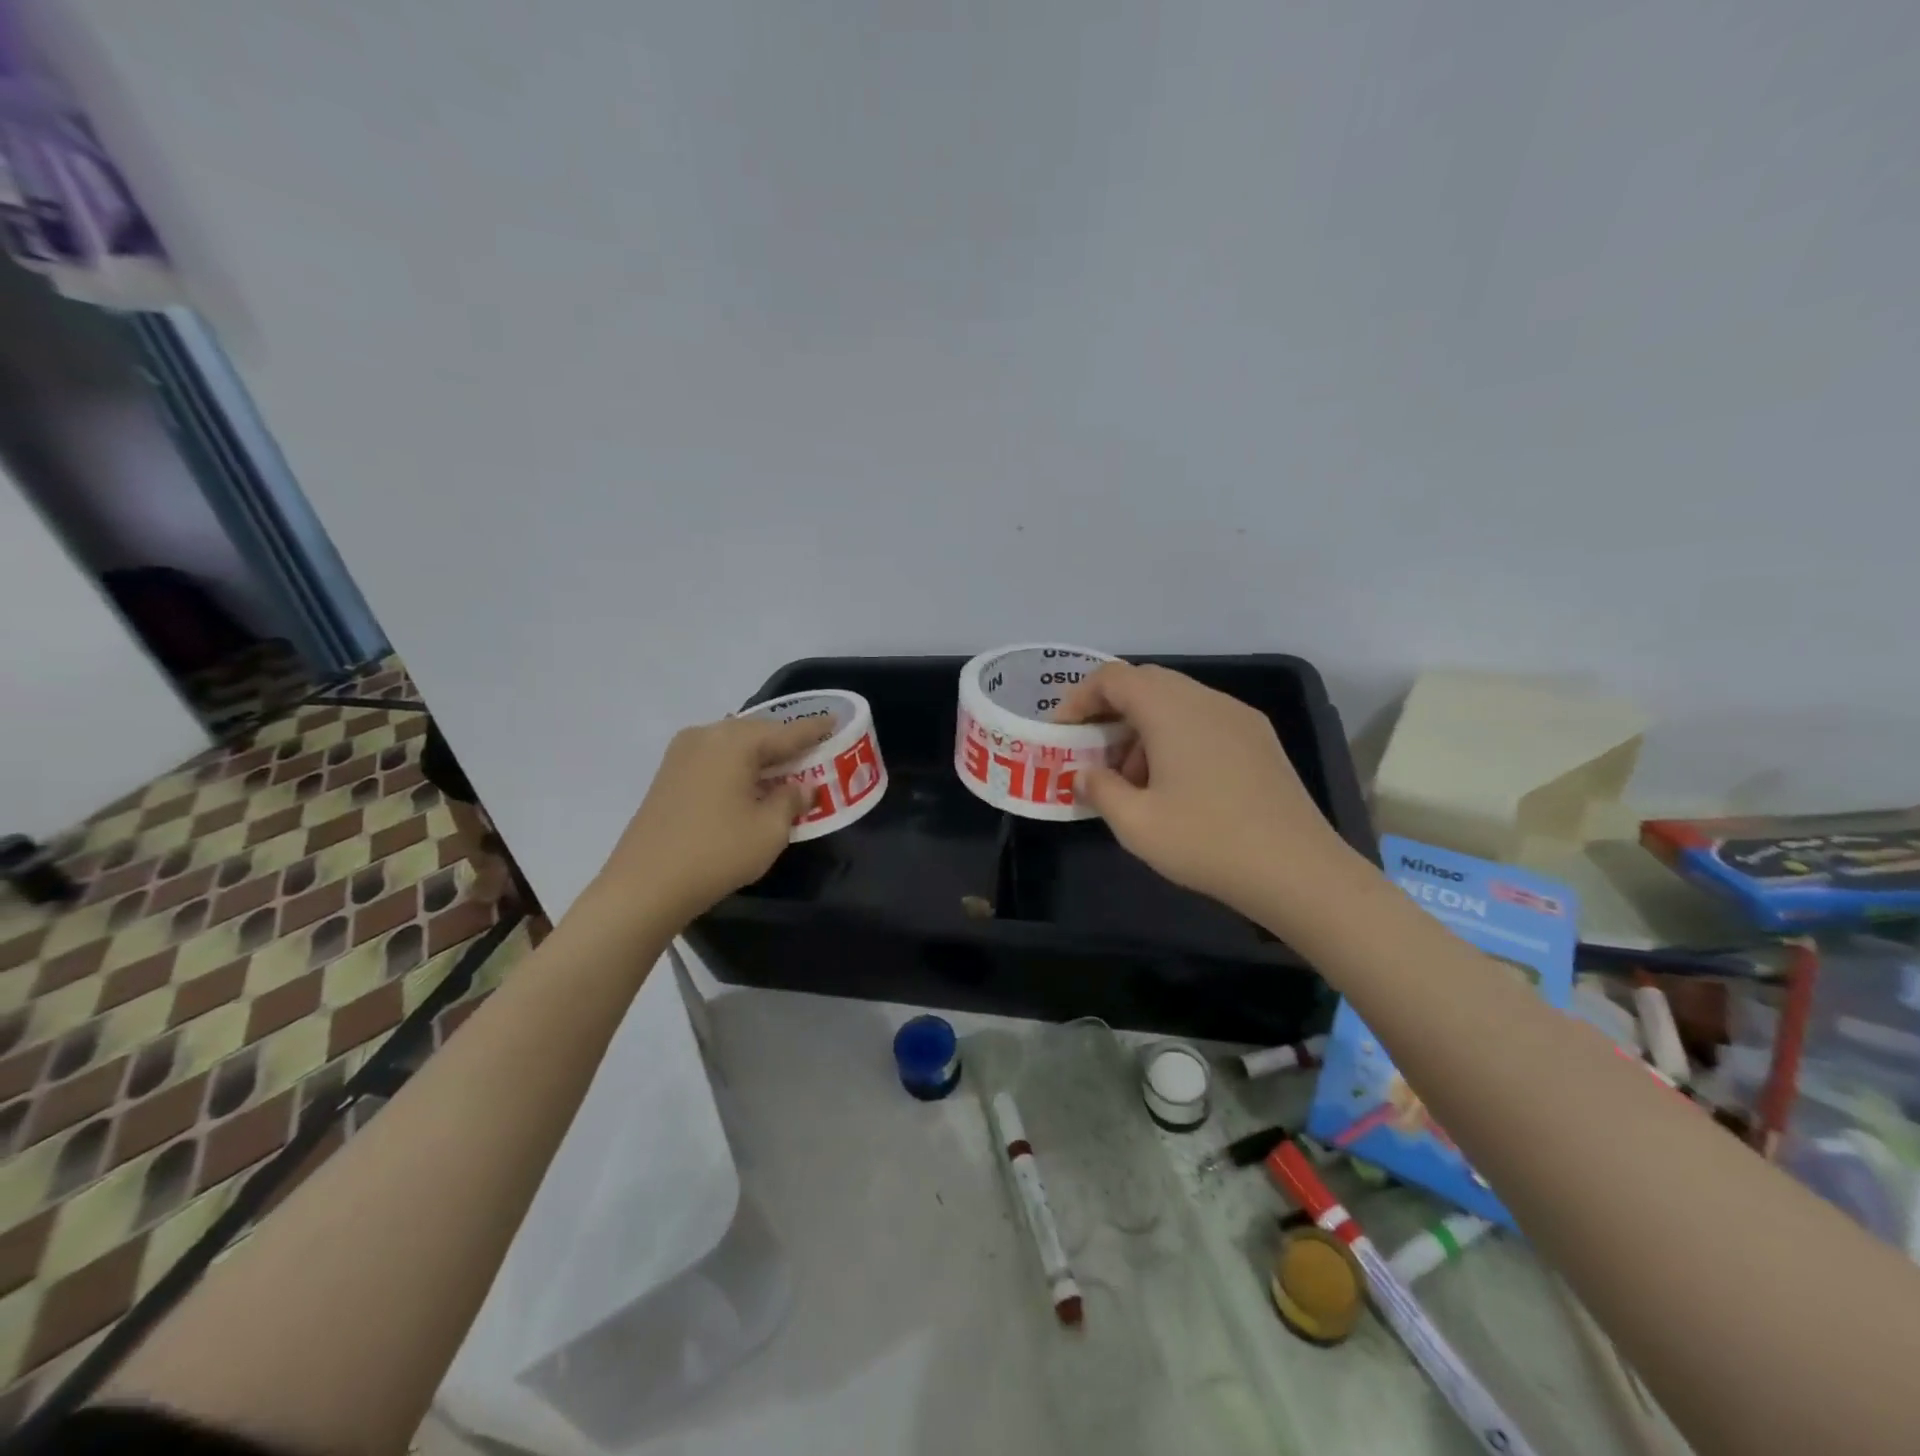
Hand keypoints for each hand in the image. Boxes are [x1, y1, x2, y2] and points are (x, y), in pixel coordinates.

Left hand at [590, 714, 831, 928]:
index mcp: (735, 742)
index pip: (787, 732)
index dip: (815, 729)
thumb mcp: (770, 830)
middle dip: (785, 742)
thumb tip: (800, 787)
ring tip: (785, 769)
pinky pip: (715, 758)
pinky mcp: (668, 774)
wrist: (644, 885)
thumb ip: (791, 800)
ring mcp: (681, 753)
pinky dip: (737, 766)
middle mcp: (706, 736)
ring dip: (760, 755)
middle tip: (813, 752)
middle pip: (757, 732)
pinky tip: (750, 784)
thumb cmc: (717, 852)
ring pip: (734, 745)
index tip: (836, 722)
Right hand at [1054, 663, 1357, 921]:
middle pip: (1146, 683)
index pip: (1113, 678)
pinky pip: (1204, 720)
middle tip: (1093, 752)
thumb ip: (1099, 790)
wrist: (1299, 871)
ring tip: (1133, 778)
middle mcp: (1206, 700)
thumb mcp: (1136, 824)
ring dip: (1143, 727)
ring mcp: (1239, 717)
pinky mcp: (1260, 739)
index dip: (1079, 698)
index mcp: (1171, 709)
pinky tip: (1176, 784)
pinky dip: (1175, 736)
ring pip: (1176, 702)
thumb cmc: (1207, 842)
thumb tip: (1084, 774)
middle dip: (1111, 712)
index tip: (1062, 733)